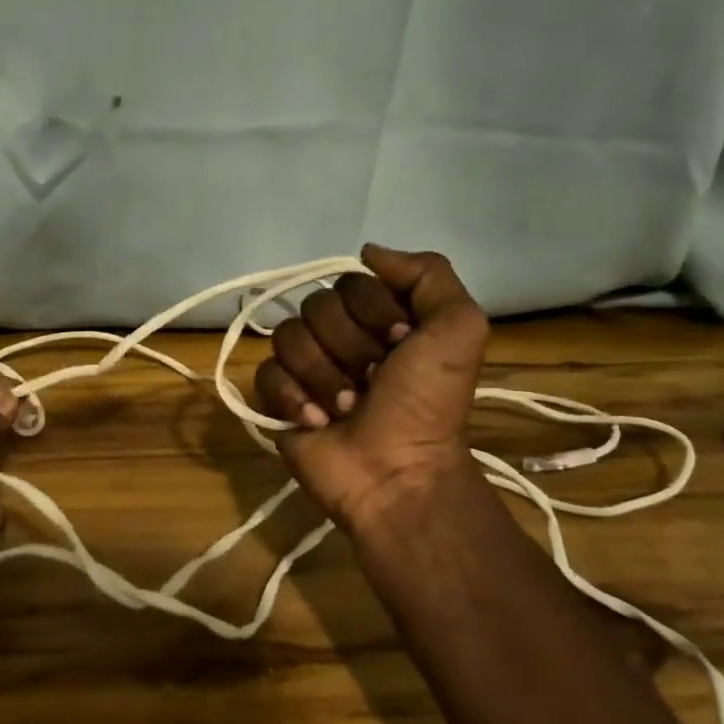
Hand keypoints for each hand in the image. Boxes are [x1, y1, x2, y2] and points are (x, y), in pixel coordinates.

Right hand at [254, 245, 489, 530]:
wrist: (396, 473)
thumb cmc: (427, 404)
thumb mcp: (458, 328)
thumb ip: (428, 274)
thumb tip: (368, 251)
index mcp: (380, 318)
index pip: (351, 282)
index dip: (375, 312)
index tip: (402, 345)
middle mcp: (341, 337)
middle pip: (316, 306)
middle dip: (349, 347)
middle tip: (373, 381)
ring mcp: (306, 368)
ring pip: (288, 338)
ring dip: (323, 376)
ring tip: (347, 408)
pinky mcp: (278, 399)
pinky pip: (264, 373)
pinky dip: (292, 397)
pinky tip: (317, 422)